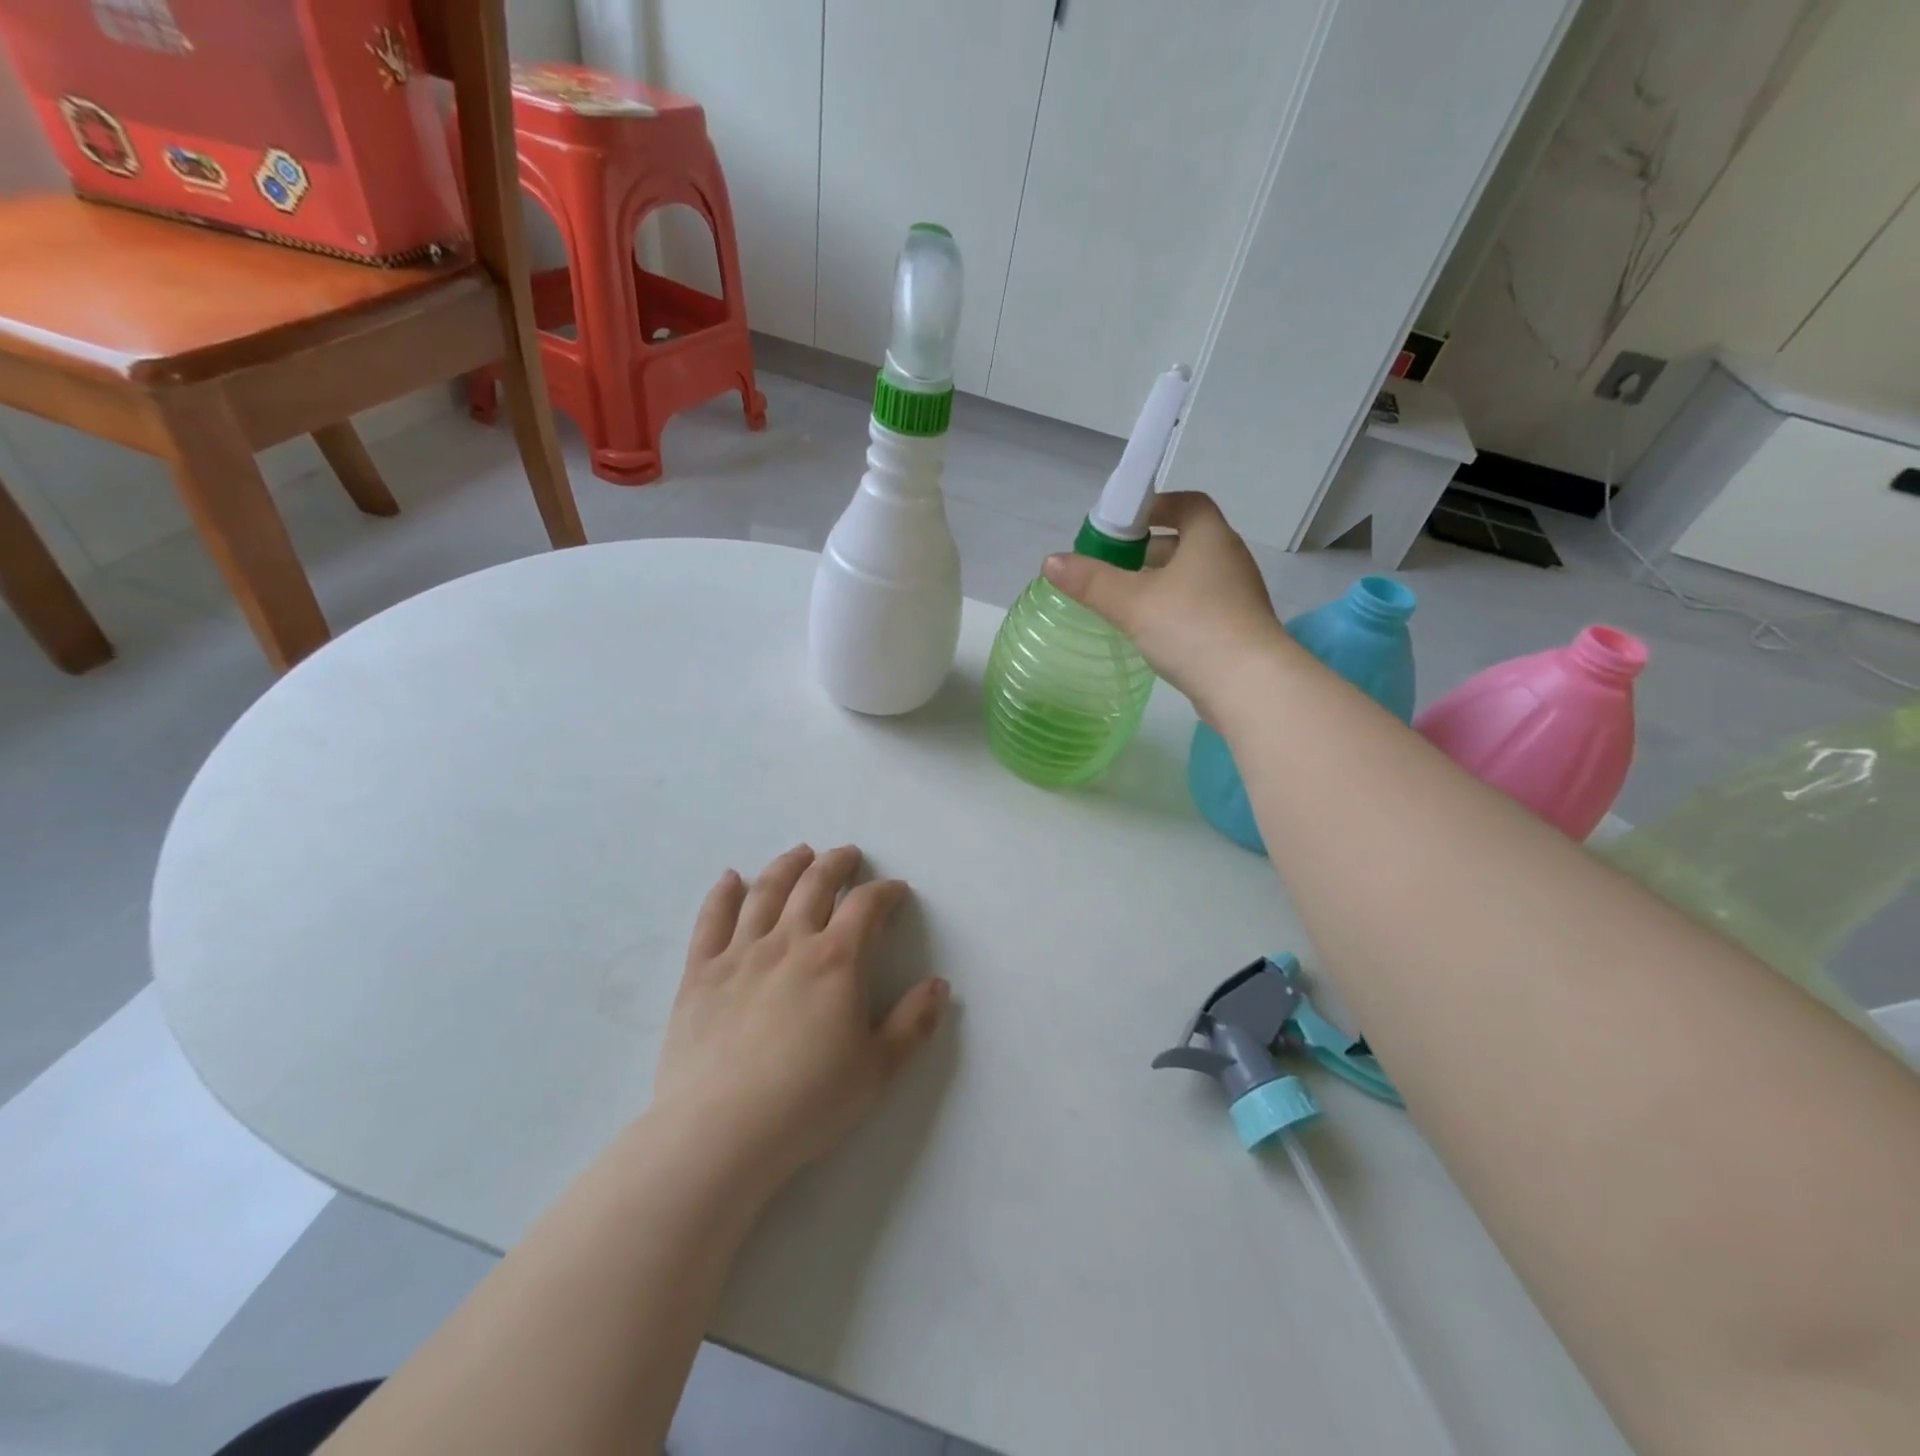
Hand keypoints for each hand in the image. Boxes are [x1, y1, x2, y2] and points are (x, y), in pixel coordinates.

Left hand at [651, 845, 948, 1196]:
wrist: (719, 1133)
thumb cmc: (807, 1103)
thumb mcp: (877, 1070)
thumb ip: (913, 1024)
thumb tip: (938, 985)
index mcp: (836, 960)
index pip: (866, 906)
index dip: (885, 892)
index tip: (895, 890)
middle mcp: (789, 942)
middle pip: (815, 884)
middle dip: (836, 864)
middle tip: (847, 854)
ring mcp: (740, 953)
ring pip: (766, 892)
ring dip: (787, 866)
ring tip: (800, 853)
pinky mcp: (700, 973)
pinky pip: (711, 920)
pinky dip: (723, 894)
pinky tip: (731, 878)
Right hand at [1043, 492, 1293, 718]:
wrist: (1249, 687)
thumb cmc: (1192, 628)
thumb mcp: (1132, 603)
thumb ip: (1091, 582)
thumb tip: (1050, 561)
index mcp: (1211, 539)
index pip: (1188, 504)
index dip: (1156, 506)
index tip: (1125, 523)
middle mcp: (1229, 560)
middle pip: (1188, 541)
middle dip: (1150, 549)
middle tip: (1115, 565)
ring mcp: (1238, 597)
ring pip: (1194, 577)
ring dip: (1162, 582)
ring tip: (1126, 601)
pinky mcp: (1238, 630)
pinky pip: (1201, 607)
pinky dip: (1175, 610)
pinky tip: (1152, 632)